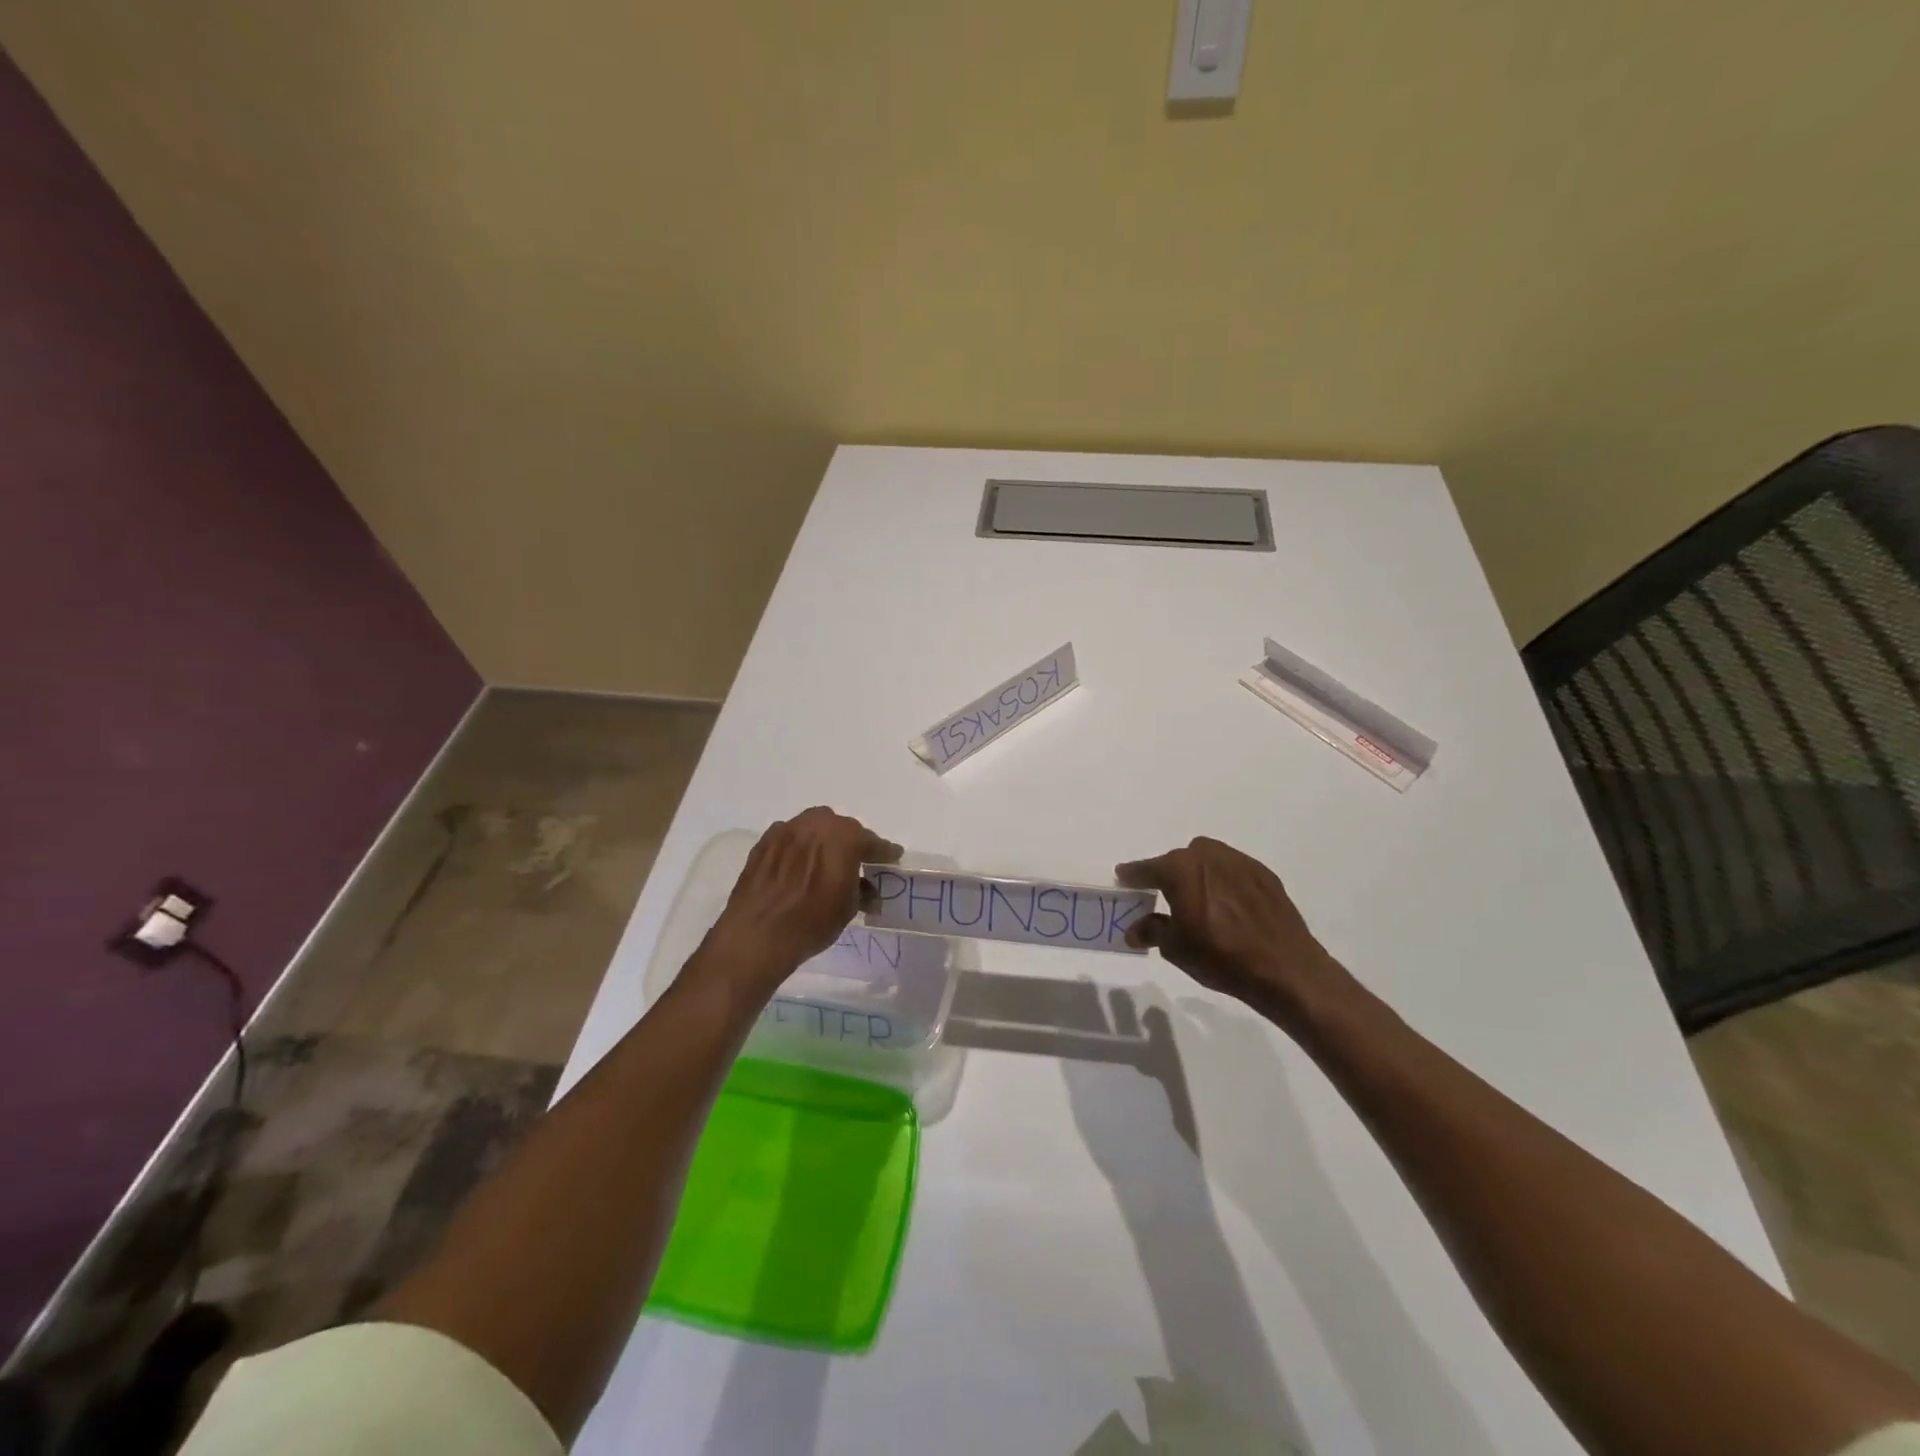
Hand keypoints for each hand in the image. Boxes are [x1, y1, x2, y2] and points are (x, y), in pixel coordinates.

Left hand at [703, 807, 901, 991]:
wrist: (756, 934)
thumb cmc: (811, 921)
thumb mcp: (848, 909)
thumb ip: (862, 891)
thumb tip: (868, 891)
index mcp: (844, 836)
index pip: (872, 841)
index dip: (884, 852)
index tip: (892, 858)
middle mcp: (816, 824)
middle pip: (842, 829)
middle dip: (851, 843)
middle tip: (856, 862)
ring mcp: (787, 829)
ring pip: (814, 828)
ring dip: (823, 841)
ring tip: (825, 862)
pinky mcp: (764, 842)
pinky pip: (790, 838)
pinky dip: (799, 847)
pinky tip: (798, 867)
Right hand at [1116, 837, 1356, 1028]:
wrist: (1285, 969)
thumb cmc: (1220, 957)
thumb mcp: (1176, 948)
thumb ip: (1152, 930)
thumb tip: (1134, 929)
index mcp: (1180, 868)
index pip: (1147, 868)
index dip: (1132, 875)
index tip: (1123, 878)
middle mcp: (1208, 856)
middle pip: (1179, 860)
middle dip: (1169, 875)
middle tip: (1165, 898)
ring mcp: (1240, 862)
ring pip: (1208, 861)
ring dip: (1198, 876)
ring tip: (1199, 902)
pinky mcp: (1264, 875)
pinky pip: (1233, 872)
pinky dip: (1224, 883)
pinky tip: (1228, 908)